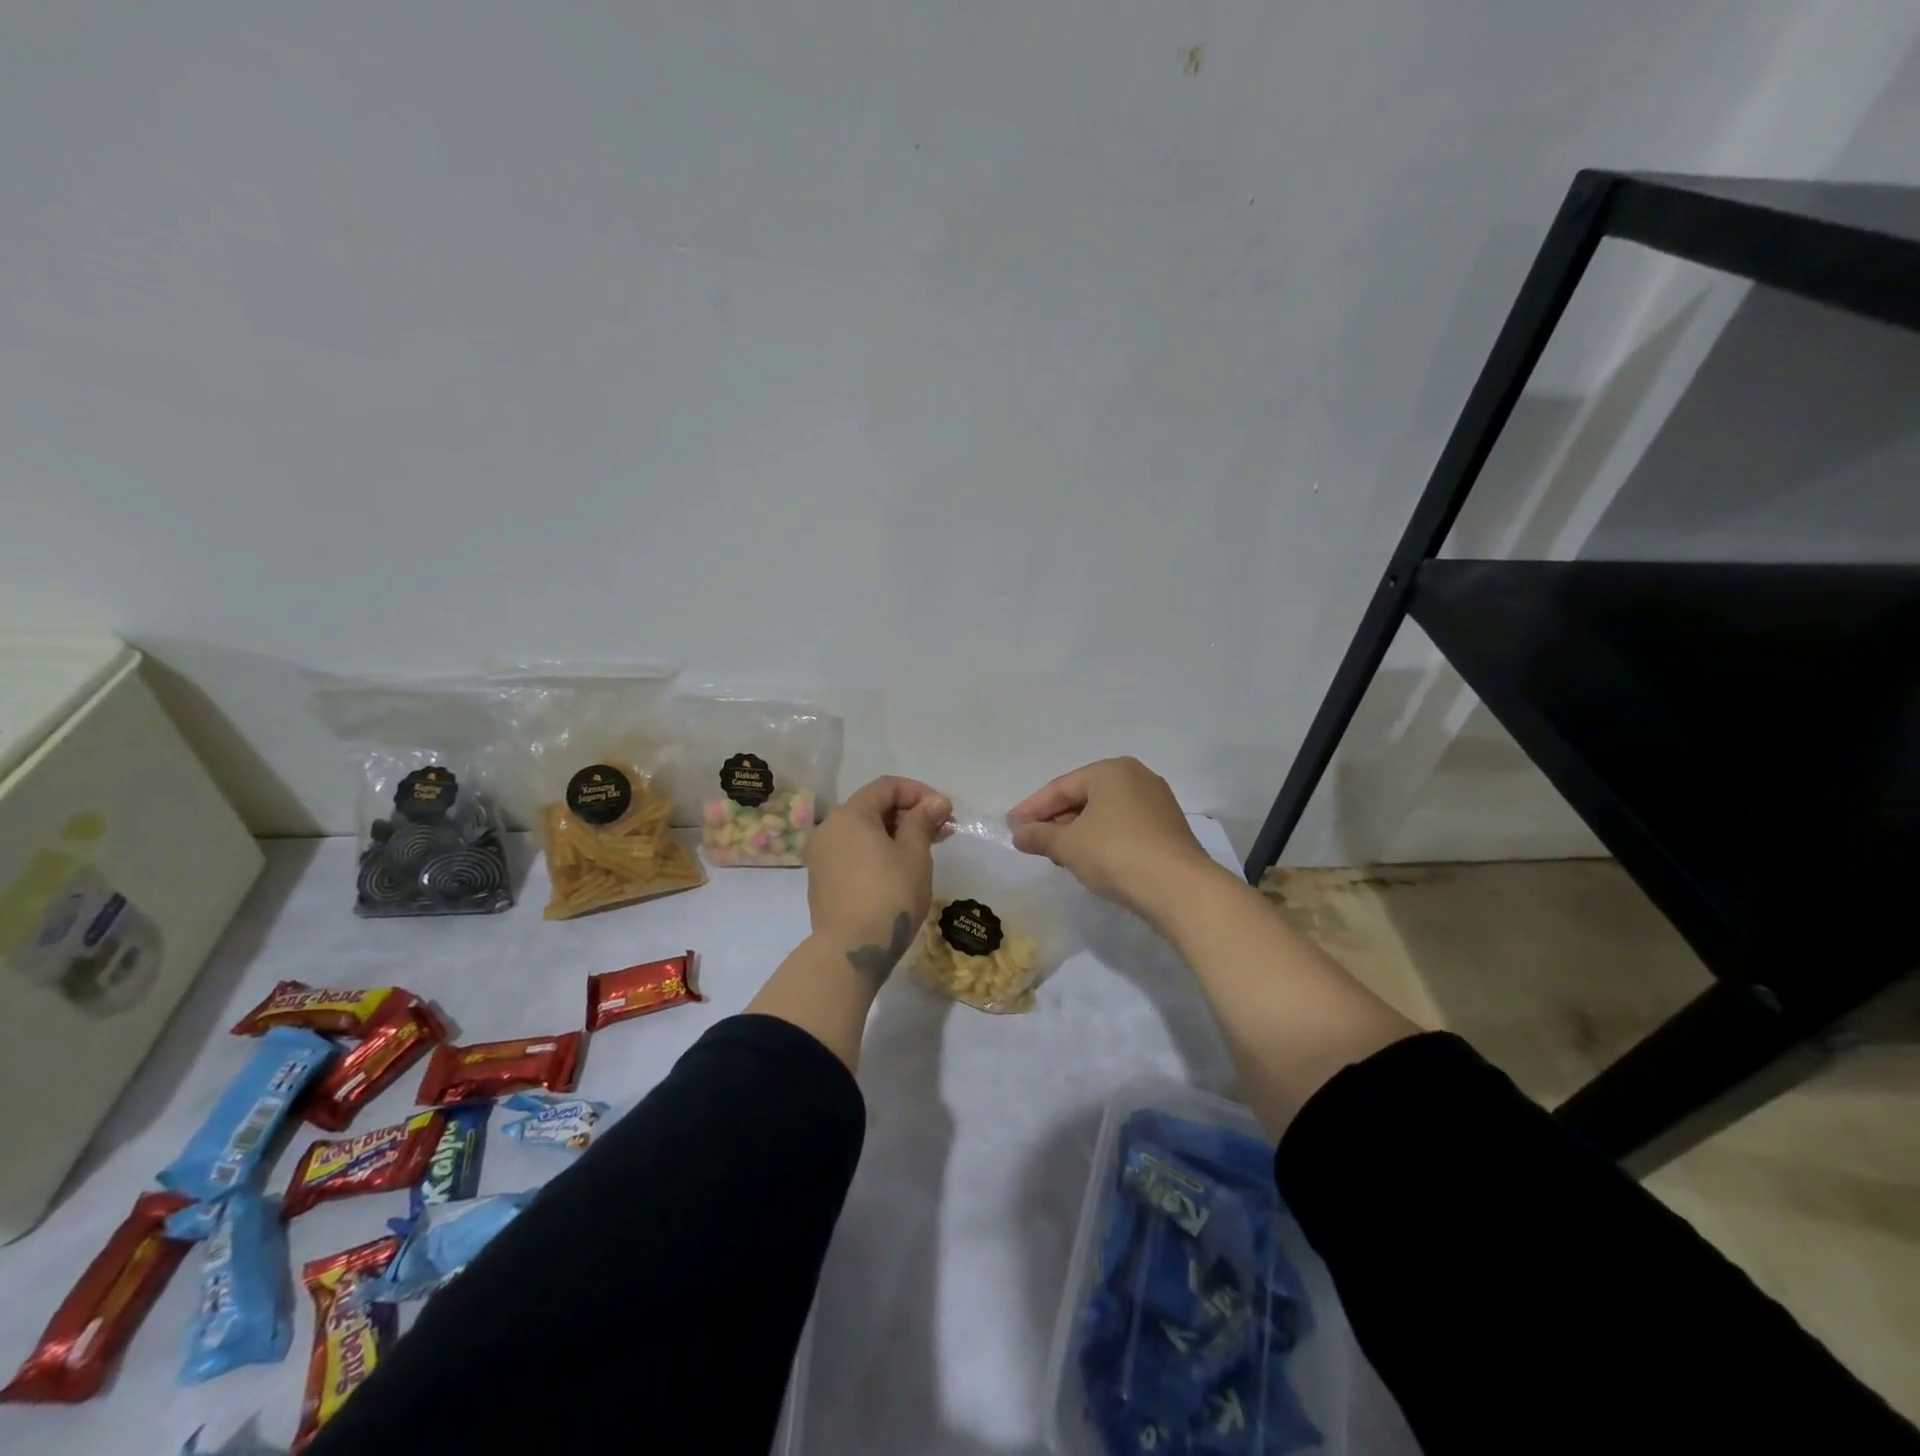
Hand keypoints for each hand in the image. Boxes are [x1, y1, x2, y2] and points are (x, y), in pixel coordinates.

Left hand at [804, 776, 952, 981]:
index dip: (919, 793)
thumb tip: (936, 802)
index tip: (944, 812)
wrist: (851, 950)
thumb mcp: (914, 854)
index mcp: (849, 815)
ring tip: (925, 851)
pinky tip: (899, 870)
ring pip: (863, 832)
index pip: (887, 787)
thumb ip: (923, 821)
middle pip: (873, 807)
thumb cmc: (889, 894)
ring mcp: (821, 857)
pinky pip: (853, 853)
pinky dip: (877, 852)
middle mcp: (828, 829)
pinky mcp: (822, 881)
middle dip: (909, 814)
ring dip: (895, 834)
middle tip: (941, 832)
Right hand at [1008, 757, 1219, 921]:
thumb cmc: (1116, 853)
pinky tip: (1087, 860)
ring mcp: (1156, 803)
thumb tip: (1018, 834)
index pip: (1061, 787)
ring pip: (1104, 814)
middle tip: (1031, 841)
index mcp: (1111, 770)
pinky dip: (1100, 840)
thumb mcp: (1068, 845)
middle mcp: (1136, 778)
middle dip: (1055, 820)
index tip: (1011, 826)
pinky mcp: (1167, 829)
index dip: (1032, 808)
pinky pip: (1122, 828)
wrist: (1179, 888)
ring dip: (1076, 832)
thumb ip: (1039, 836)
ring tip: (1055, 854)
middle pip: (1083, 798)